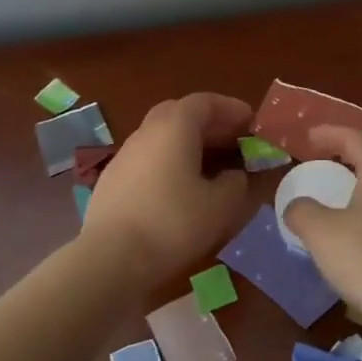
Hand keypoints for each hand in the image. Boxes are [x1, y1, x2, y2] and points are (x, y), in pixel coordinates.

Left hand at [83, 92, 253, 280]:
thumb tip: (234, 176)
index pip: (205, 102)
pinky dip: (170, 163)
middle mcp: (147, 131)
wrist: (110, 258)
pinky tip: (180, 189)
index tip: (251, 123)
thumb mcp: (220, 205)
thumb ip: (235, 183)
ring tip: (211, 167)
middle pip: (180, 114)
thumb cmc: (173, 223)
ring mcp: (125, 155)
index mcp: (175, 127)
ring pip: (162, 137)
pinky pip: (148, 159)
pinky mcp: (113, 180)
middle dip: (209, 124)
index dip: (231, 109)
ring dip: (188, 144)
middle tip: (232, 142)